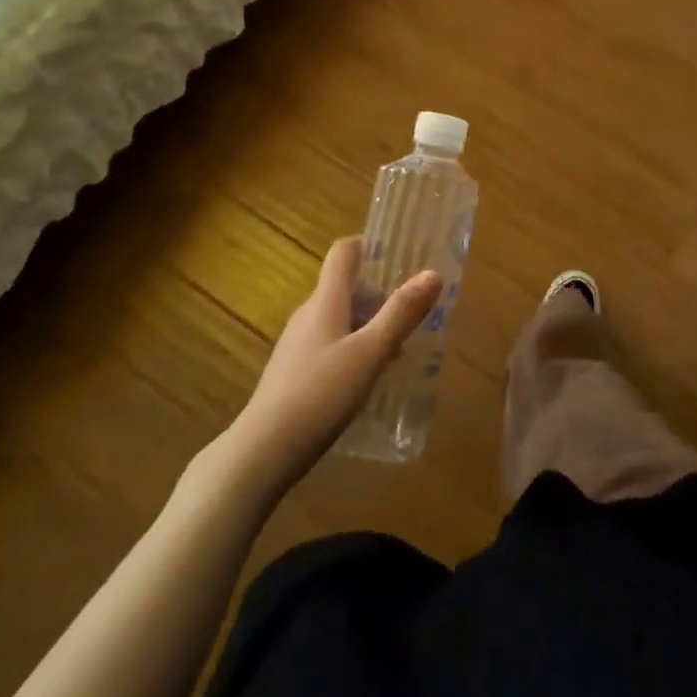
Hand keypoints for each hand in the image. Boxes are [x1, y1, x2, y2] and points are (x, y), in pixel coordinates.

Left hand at [232, 237, 440, 487]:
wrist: (263, 451)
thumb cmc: (320, 394)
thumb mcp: (369, 353)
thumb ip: (401, 314)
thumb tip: (433, 273)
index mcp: (325, 301)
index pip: (343, 253)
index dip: (369, 245)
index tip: (401, 255)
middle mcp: (308, 314)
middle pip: (345, 287)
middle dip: (380, 293)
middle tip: (414, 311)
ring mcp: (297, 344)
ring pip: (339, 318)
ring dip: (370, 324)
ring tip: (400, 349)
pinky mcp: (294, 371)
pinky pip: (330, 343)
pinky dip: (354, 347)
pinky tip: (369, 377)